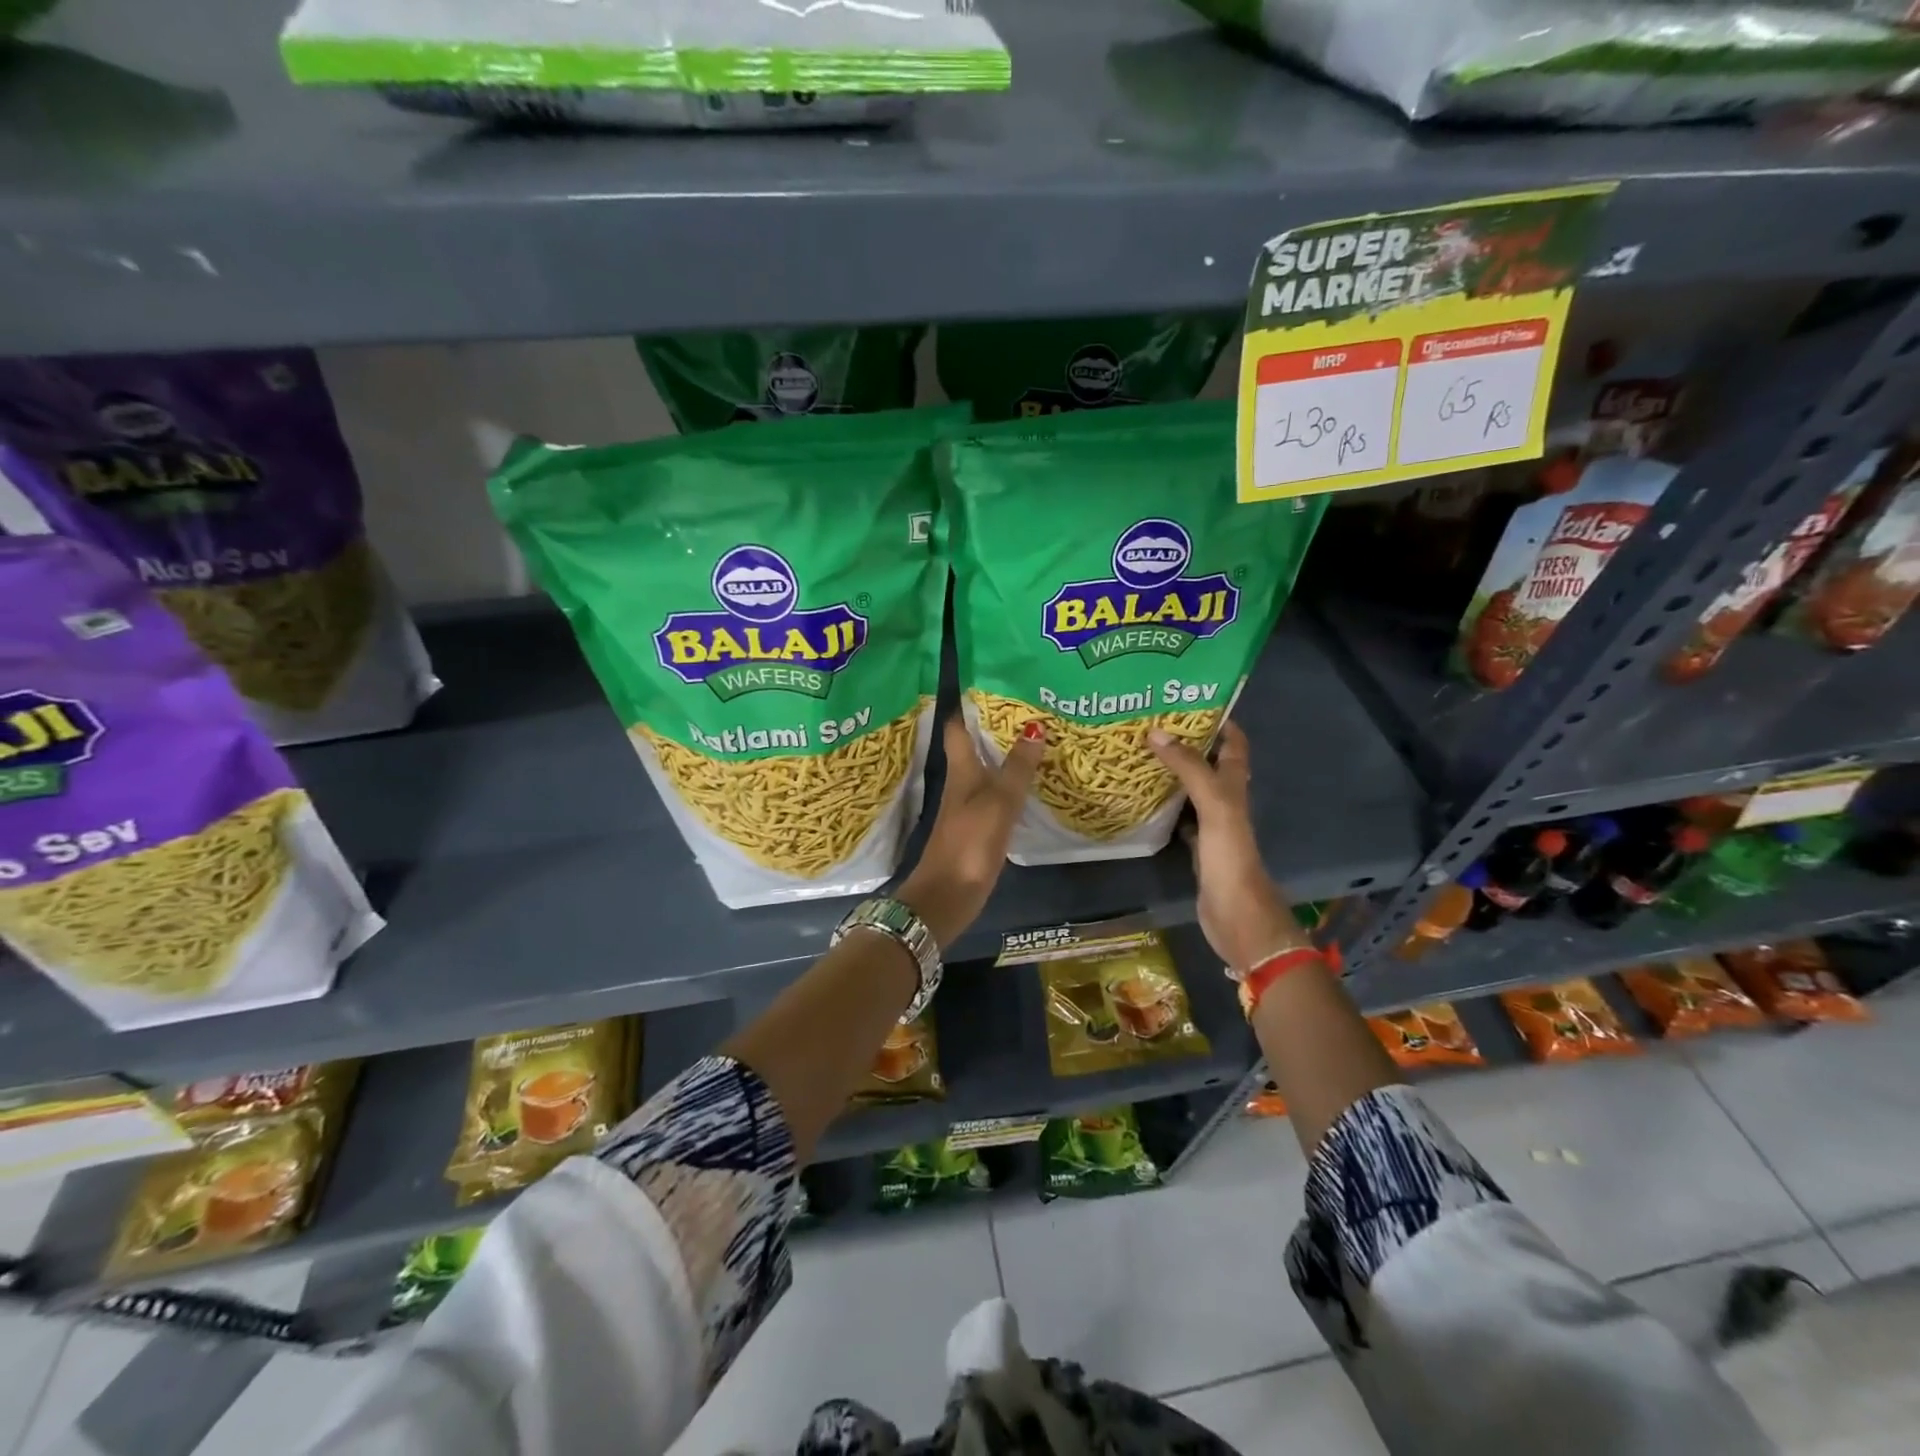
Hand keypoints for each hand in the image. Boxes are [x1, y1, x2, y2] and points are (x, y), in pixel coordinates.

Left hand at [897, 715, 1044, 948]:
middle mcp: (961, 782)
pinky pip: (995, 793)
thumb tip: (1034, 726)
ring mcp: (968, 805)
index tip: (991, 681)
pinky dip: (1010, 781)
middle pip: (974, 745)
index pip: (958, 726)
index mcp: (960, 770)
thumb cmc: (968, 844)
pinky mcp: (977, 826)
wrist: (945, 897)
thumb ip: (1016, 768)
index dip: (969, 703)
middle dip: (995, 725)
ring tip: (1037, 735)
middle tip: (1028, 704)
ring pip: (986, 768)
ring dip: (1005, 753)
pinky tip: (1030, 781)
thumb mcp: (997, 804)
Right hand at [1149, 721, 1303, 974]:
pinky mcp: (1198, 847)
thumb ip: (1189, 769)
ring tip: (1140, 753)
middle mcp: (1227, 800)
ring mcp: (1213, 825)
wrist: (1237, 915)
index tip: (1187, 700)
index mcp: (1236, 786)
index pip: (1234, 743)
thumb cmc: (1231, 856)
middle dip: (1187, 742)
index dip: (1218, 720)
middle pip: (1210, 763)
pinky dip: (1165, 805)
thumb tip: (1156, 732)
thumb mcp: (1214, 804)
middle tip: (1151, 724)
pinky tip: (1142, 799)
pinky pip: (1180, 817)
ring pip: (1192, 789)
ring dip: (1173, 772)